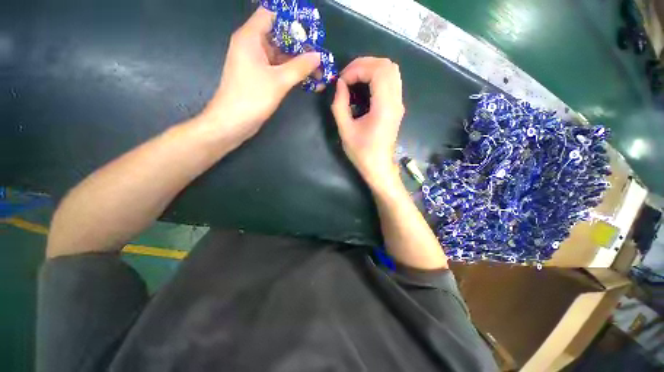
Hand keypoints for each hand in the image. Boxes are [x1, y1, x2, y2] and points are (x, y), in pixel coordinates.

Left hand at [201, 8, 320, 143]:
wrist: (233, 122)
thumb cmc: (252, 98)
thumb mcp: (278, 81)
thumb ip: (299, 67)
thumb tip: (318, 56)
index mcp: (250, 37)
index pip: (271, 14)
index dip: (291, 18)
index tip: (311, 28)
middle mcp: (252, 45)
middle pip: (279, 35)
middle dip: (301, 44)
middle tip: (320, 53)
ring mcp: (256, 62)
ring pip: (281, 55)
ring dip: (299, 62)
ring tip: (319, 70)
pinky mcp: (260, 77)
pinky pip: (279, 68)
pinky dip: (293, 72)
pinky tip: (308, 80)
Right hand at [331, 57, 404, 188]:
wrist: (379, 167)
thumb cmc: (362, 152)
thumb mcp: (345, 130)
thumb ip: (340, 105)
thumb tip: (340, 84)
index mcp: (384, 107)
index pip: (377, 71)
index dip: (357, 69)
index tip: (342, 80)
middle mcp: (396, 101)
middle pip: (387, 65)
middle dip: (364, 64)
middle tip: (347, 75)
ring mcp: (399, 103)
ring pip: (392, 71)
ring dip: (372, 68)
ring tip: (354, 78)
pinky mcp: (397, 107)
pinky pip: (391, 81)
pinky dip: (377, 77)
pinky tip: (364, 86)